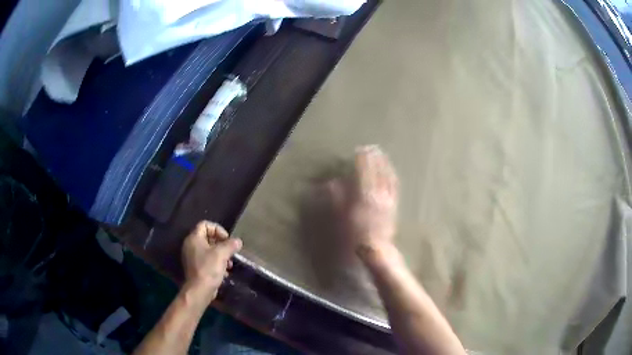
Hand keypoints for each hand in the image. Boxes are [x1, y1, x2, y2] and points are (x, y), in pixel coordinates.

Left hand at [181, 221, 241, 305]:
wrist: (199, 290)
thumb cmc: (208, 268)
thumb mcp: (222, 254)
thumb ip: (230, 245)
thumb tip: (238, 241)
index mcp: (194, 238)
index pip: (205, 224)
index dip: (217, 229)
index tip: (227, 239)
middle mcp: (191, 245)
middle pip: (207, 237)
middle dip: (221, 243)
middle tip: (230, 251)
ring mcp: (192, 257)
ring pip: (209, 250)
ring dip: (221, 255)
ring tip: (229, 264)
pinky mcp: (196, 268)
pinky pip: (207, 260)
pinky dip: (217, 263)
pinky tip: (225, 272)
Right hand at [327, 145, 398, 259]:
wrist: (375, 249)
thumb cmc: (355, 235)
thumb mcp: (341, 216)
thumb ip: (338, 198)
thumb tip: (334, 183)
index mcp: (364, 194)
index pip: (365, 171)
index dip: (363, 159)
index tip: (360, 149)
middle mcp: (379, 194)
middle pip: (379, 171)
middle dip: (376, 158)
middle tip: (373, 148)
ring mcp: (388, 199)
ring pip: (389, 177)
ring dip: (386, 165)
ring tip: (383, 156)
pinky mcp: (394, 206)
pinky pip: (394, 187)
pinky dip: (392, 176)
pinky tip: (392, 173)